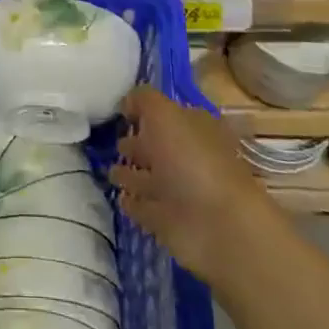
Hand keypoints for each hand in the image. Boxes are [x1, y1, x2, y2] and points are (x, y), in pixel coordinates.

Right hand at [109, 86, 267, 287]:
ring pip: (150, 178)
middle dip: (137, 143)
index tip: (120, 111)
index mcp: (195, 128)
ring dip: (131, 175)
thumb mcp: (164, 114)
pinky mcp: (169, 222)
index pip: (170, 114)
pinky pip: (145, 207)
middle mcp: (189, 157)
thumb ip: (143, 101)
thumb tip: (127, 102)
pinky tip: (119, 197)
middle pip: (159, 147)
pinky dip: (133, 203)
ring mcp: (180, 192)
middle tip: (113, 141)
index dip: (147, 111)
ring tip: (109, 170)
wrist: (218, 227)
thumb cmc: (191, 160)